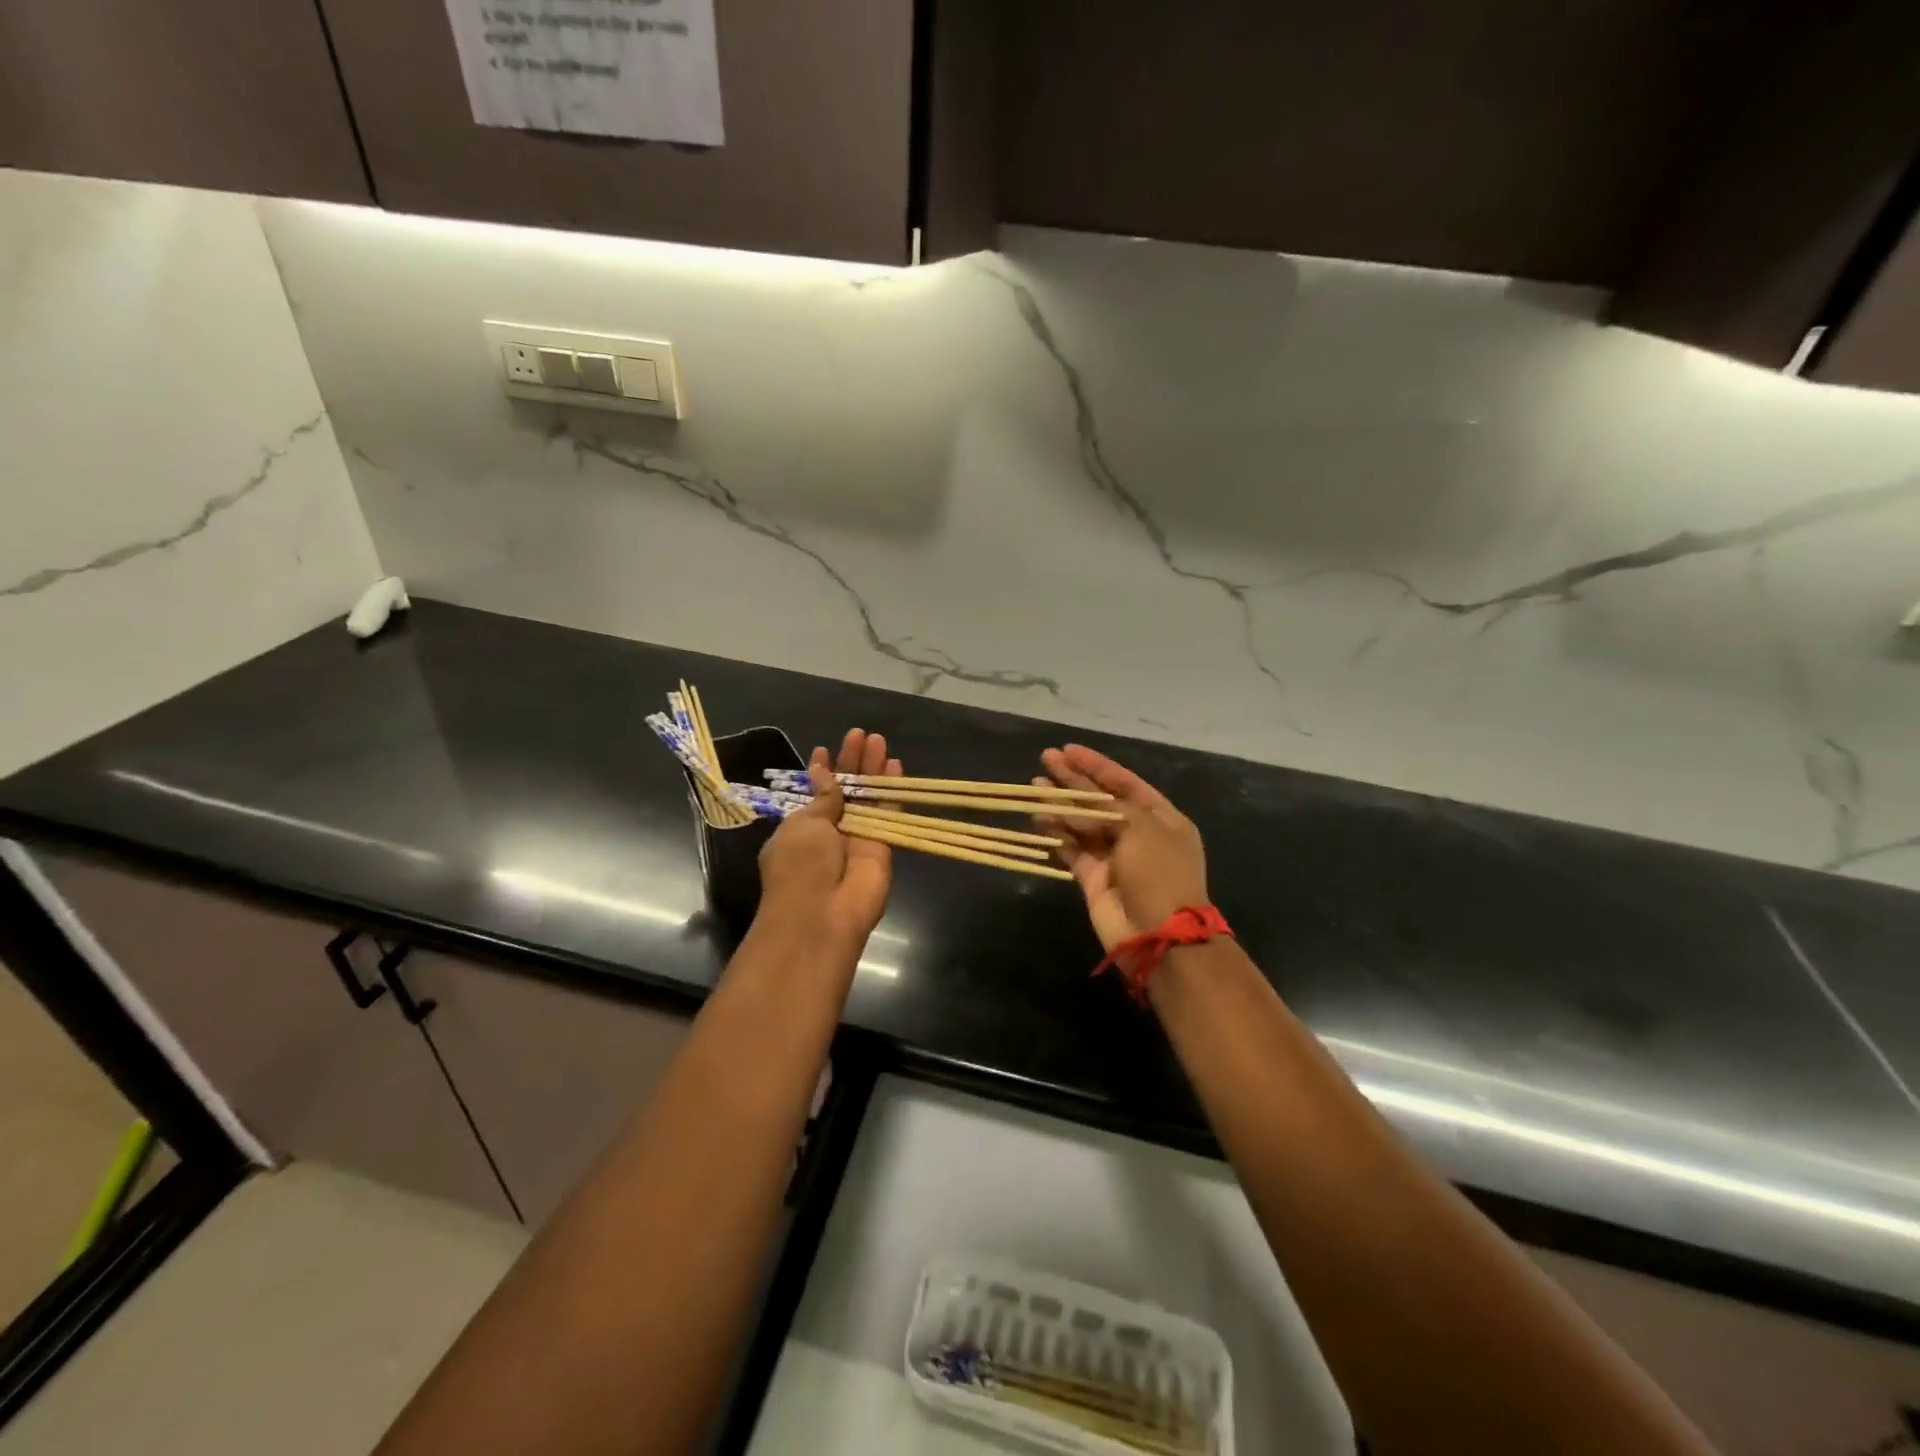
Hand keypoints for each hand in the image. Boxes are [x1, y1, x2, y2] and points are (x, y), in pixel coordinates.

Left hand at [757, 728, 901, 951]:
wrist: (822, 915)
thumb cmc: (799, 866)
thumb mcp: (803, 824)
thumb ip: (822, 797)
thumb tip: (822, 772)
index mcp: (801, 828)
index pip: (814, 794)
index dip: (820, 771)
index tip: (824, 748)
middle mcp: (830, 832)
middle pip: (844, 790)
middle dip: (850, 762)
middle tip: (859, 734)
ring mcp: (857, 839)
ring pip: (868, 797)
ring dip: (872, 769)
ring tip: (877, 739)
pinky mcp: (883, 847)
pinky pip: (887, 812)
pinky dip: (891, 789)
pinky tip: (895, 764)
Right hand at [1034, 744, 1208, 951]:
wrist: (1158, 935)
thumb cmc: (1158, 873)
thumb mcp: (1143, 828)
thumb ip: (1109, 808)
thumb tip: (1079, 803)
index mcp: (1161, 819)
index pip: (1125, 782)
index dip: (1097, 765)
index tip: (1069, 749)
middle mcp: (1138, 834)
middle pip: (1101, 799)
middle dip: (1074, 779)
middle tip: (1045, 758)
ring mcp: (1114, 857)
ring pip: (1083, 823)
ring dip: (1060, 804)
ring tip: (1034, 786)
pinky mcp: (1093, 878)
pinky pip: (1072, 849)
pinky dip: (1056, 834)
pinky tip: (1039, 818)